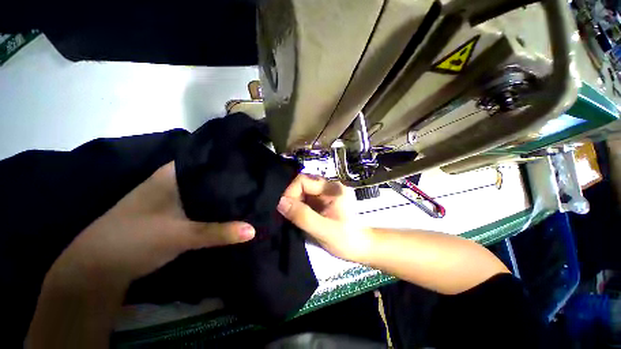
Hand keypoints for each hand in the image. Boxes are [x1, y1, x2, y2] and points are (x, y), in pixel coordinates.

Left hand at [45, 161, 255, 291]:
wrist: (98, 268)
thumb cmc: (135, 239)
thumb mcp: (181, 235)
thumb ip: (219, 232)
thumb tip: (253, 230)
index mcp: (172, 174)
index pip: (207, 160)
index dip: (230, 162)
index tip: (252, 166)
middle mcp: (172, 182)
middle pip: (209, 176)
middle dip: (231, 180)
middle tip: (255, 182)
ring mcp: (170, 198)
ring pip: (204, 191)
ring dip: (223, 195)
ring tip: (249, 193)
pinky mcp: (171, 213)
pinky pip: (199, 205)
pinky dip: (213, 207)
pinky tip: (229, 211)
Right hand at [277, 174, 372, 261]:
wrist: (361, 247)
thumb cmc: (346, 240)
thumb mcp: (324, 230)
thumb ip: (303, 216)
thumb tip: (280, 202)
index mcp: (332, 188)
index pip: (303, 180)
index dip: (290, 192)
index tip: (285, 210)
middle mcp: (328, 186)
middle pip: (302, 184)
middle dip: (292, 198)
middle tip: (289, 216)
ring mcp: (325, 194)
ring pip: (302, 192)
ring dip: (294, 203)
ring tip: (293, 218)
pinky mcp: (322, 202)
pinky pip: (305, 199)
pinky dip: (298, 207)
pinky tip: (298, 218)